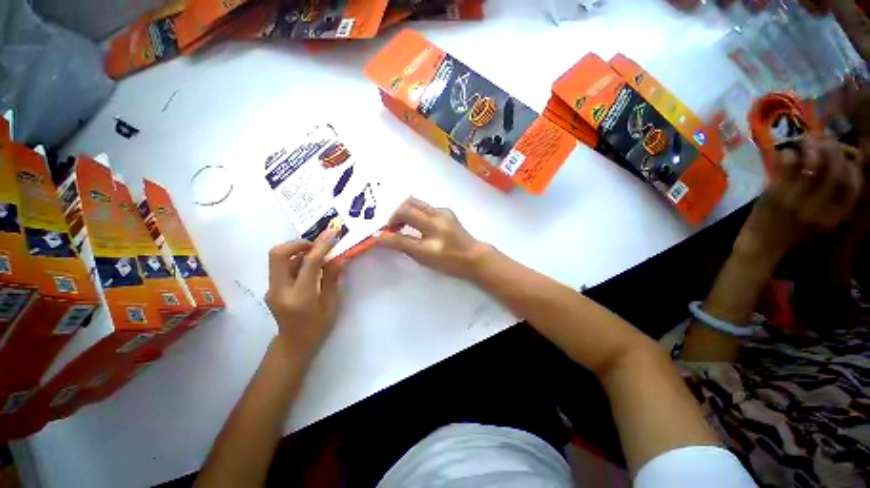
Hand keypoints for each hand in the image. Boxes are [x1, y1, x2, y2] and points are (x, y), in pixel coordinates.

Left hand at [265, 228, 343, 359]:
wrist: (294, 344)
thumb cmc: (318, 327)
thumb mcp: (332, 304)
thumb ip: (333, 278)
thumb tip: (339, 257)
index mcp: (300, 297)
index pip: (309, 263)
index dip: (321, 246)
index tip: (332, 232)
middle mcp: (280, 290)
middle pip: (278, 254)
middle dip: (298, 243)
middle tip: (317, 245)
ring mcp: (272, 288)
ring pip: (277, 258)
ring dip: (297, 250)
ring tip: (316, 253)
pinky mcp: (272, 287)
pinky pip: (281, 265)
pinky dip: (295, 259)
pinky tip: (309, 265)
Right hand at [377, 198, 489, 279]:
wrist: (474, 255)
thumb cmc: (449, 262)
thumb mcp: (425, 259)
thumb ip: (404, 246)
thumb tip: (384, 238)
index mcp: (431, 241)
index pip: (401, 236)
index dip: (385, 235)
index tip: (378, 236)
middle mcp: (437, 222)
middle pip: (406, 208)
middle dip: (393, 216)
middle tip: (391, 227)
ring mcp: (443, 213)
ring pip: (415, 203)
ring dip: (404, 211)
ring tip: (402, 223)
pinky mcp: (446, 210)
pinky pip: (425, 207)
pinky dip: (416, 212)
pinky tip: (418, 223)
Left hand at [736, 137, 863, 262]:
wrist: (761, 246)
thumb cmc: (792, 231)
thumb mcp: (821, 219)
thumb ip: (833, 199)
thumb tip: (846, 166)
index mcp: (834, 216)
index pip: (853, 186)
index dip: (852, 165)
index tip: (845, 154)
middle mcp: (819, 209)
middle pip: (836, 172)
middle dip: (833, 151)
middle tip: (825, 141)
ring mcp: (796, 201)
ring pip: (813, 167)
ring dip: (812, 149)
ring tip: (807, 143)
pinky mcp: (774, 196)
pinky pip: (786, 170)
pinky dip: (788, 157)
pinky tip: (787, 152)